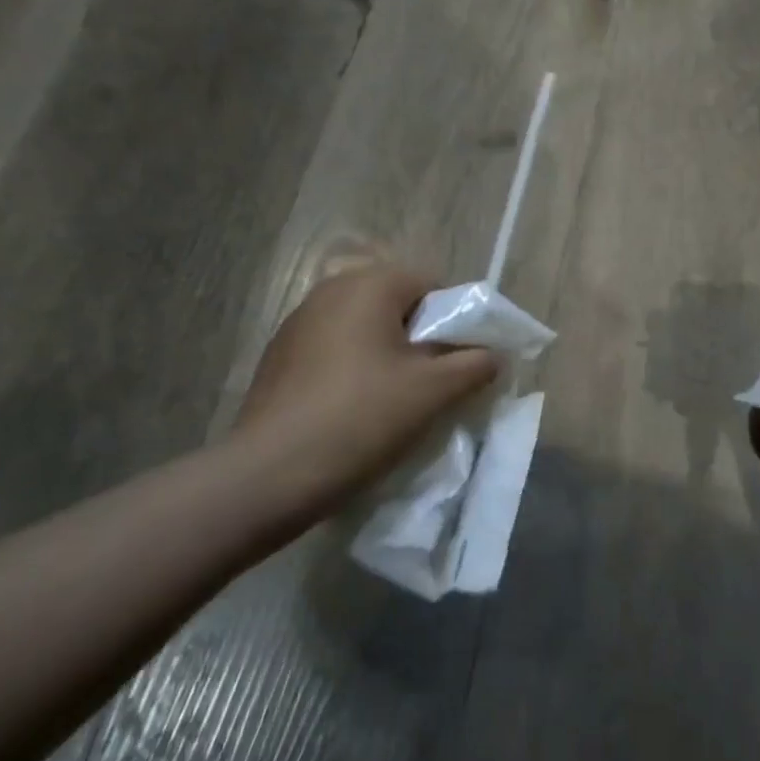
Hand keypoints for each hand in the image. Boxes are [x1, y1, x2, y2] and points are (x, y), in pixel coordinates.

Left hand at [231, 261, 498, 526]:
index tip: (461, 361)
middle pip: (398, 303)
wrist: (267, 476)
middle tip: (433, 382)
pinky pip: (335, 348)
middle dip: (422, 337)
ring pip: (365, 327)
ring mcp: (299, 322)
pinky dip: (355, 368)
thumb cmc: (360, 418)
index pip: (433, 284)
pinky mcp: (279, 356)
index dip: (456, 320)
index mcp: (370, 284)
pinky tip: (356, 408)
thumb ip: (474, 364)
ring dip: (388, 353)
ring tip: (396, 399)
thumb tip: (492, 354)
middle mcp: (331, 290)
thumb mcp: (433, 392)